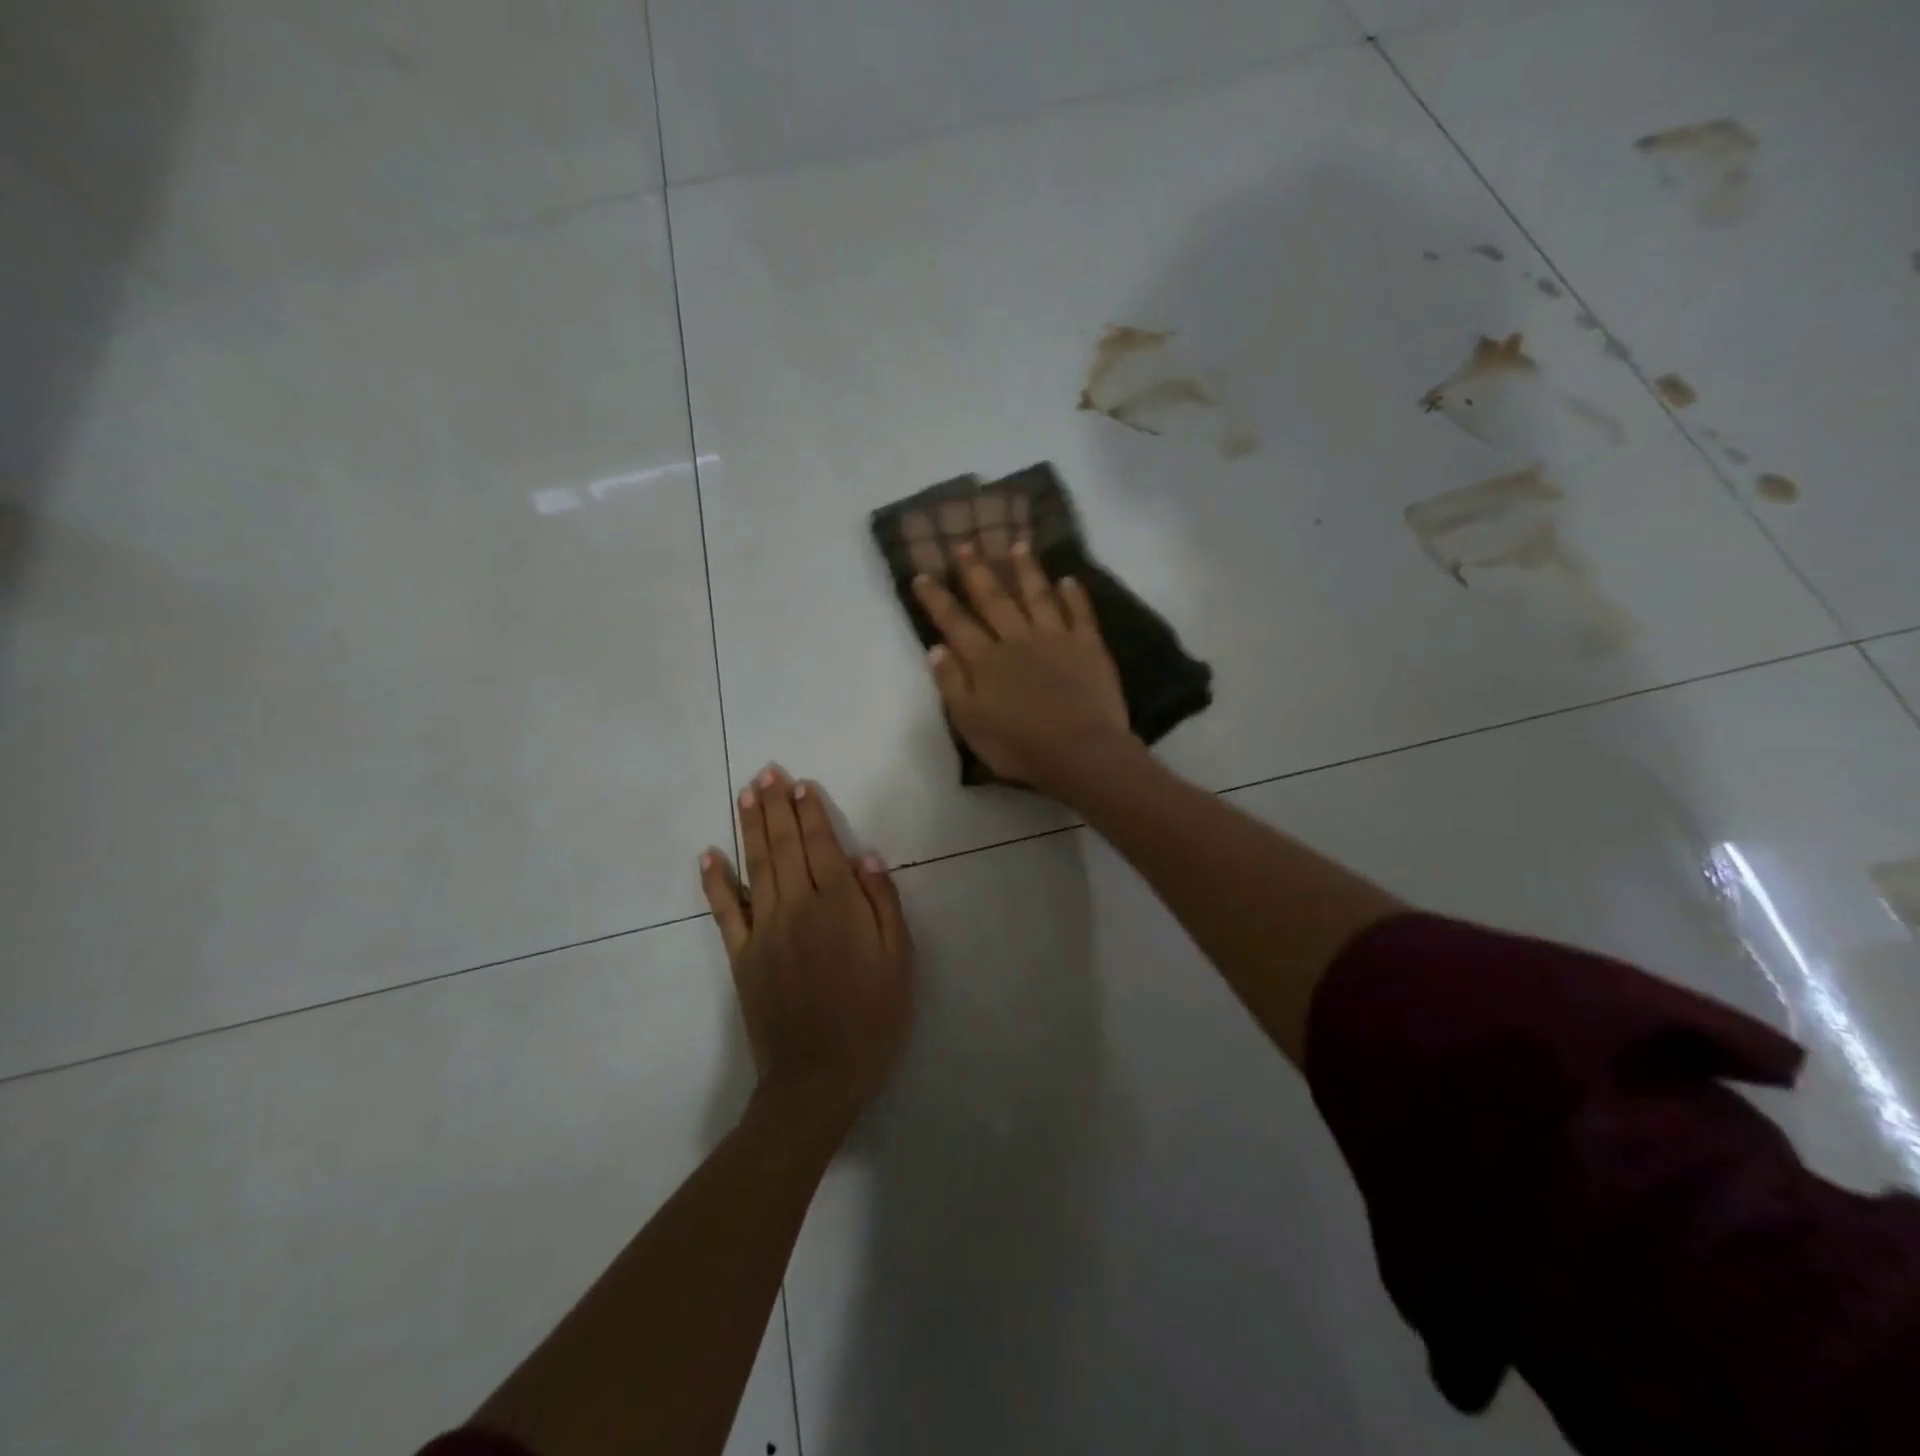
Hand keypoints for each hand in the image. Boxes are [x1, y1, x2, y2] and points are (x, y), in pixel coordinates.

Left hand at [701, 766, 914, 1125]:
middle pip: (784, 846)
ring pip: (755, 866)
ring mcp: (763, 931)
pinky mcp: (741, 956)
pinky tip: (709, 854)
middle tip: (767, 771)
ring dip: (750, 826)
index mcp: (839, 908)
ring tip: (746, 793)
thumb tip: (864, 857)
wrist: (817, 1079)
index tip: (800, 784)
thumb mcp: (899, 963)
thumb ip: (884, 906)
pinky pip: (725, 911)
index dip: (811, 813)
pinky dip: (715, 880)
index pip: (821, 846)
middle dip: (776, 806)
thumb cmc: (871, 1020)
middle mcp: (797, 908)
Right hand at [912, 539, 1137, 798]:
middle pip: (994, 599)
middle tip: (965, 543)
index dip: (937, 599)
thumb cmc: (1019, 746)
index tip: (922, 575)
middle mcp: (1017, 639)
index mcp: (986, 661)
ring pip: (1037, 596)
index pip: (955, 623)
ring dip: (1026, 569)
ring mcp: (1056, 639)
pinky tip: (1068, 579)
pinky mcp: (1089, 647)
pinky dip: (1074, 595)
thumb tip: (936, 648)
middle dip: (977, 571)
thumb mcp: (970, 723)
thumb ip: (952, 684)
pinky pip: (1080, 613)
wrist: (1080, 752)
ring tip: (1018, 544)